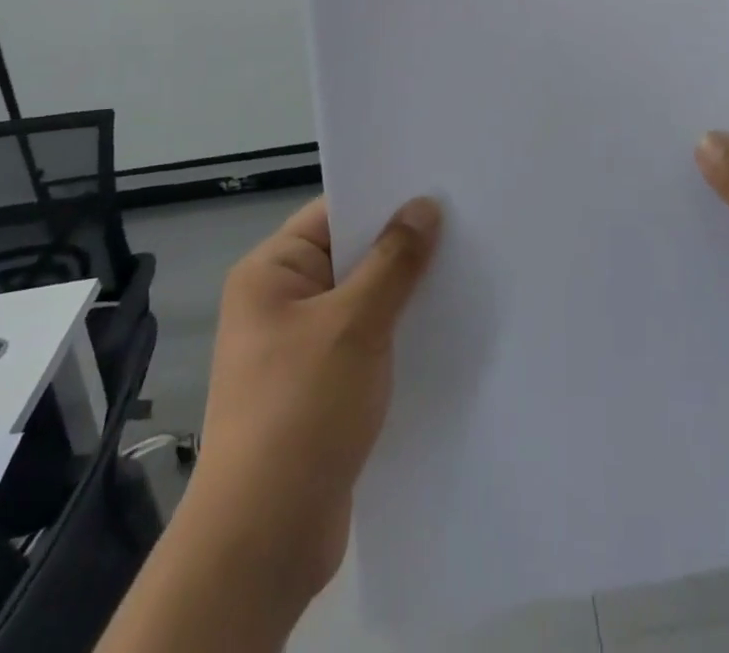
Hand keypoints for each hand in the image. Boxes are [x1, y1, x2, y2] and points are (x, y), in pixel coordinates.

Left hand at [189, 194, 442, 604]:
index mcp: (270, 273)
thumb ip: (394, 261)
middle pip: (350, 255)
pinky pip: (363, 340)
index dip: (384, 199)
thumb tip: (424, 206)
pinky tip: (440, 328)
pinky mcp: (318, 386)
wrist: (264, 539)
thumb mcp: (354, 324)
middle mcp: (279, 302)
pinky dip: (395, 333)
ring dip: (403, 293)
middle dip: (402, 247)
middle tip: (464, 226)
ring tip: (463, 271)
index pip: (333, 214)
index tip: (438, 188)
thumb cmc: (300, 410)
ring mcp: (298, 347)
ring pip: (361, 300)